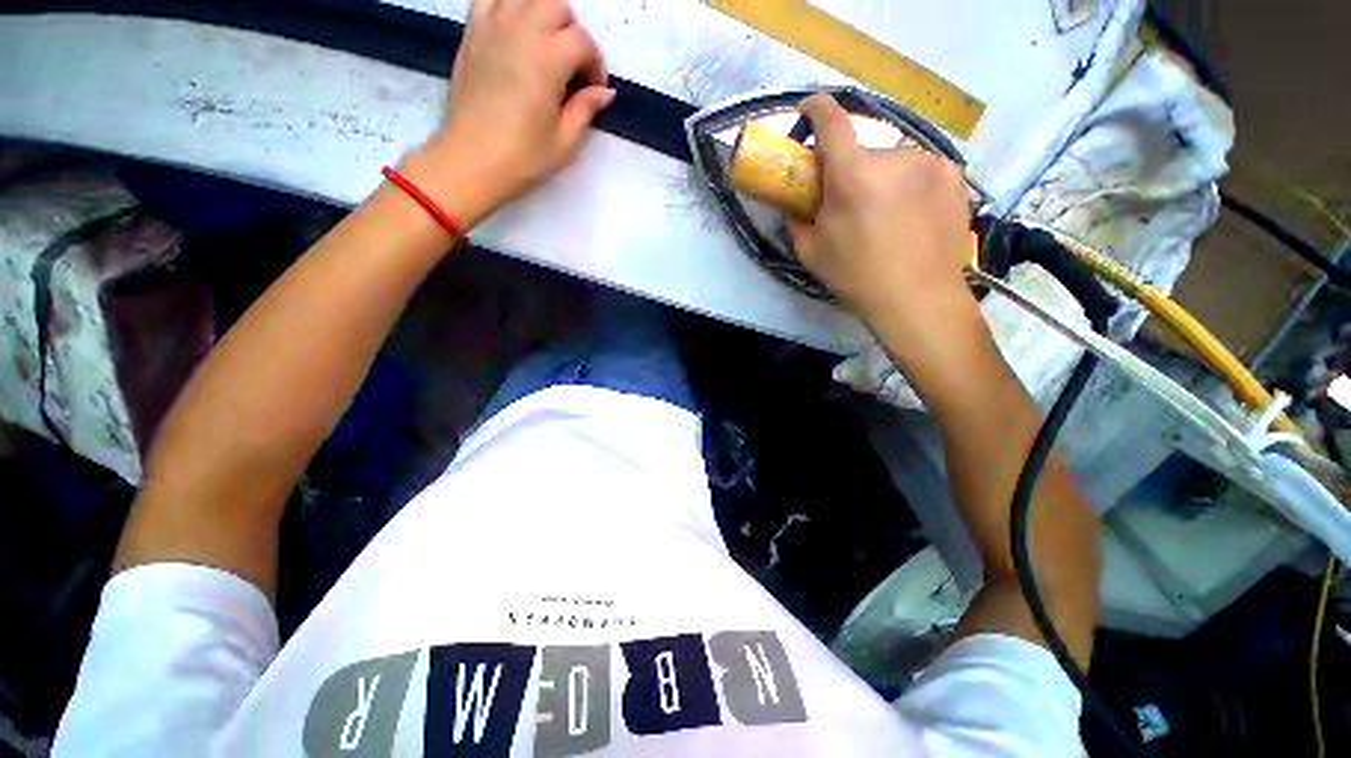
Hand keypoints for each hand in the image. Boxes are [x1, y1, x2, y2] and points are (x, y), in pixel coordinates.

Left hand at [405, 0, 614, 225]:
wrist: (471, 159)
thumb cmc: (522, 156)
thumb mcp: (564, 140)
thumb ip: (586, 108)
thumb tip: (604, 92)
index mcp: (547, 59)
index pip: (582, 42)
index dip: (594, 66)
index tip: (593, 92)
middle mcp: (520, 30)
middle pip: (557, 7)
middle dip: (572, 33)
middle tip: (572, 67)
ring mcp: (492, 25)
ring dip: (543, 15)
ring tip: (546, 46)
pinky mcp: (472, 32)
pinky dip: (509, 7)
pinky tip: (515, 31)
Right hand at [788, 94, 973, 329]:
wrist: (917, 298)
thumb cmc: (856, 277)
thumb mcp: (811, 252)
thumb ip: (798, 218)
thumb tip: (796, 202)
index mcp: (852, 175)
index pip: (831, 122)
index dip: (816, 110)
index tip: (808, 111)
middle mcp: (894, 157)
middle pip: (863, 152)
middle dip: (851, 172)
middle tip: (851, 206)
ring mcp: (929, 163)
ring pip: (893, 163)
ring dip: (882, 180)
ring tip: (886, 218)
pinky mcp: (954, 175)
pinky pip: (920, 171)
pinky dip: (909, 186)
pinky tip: (911, 216)